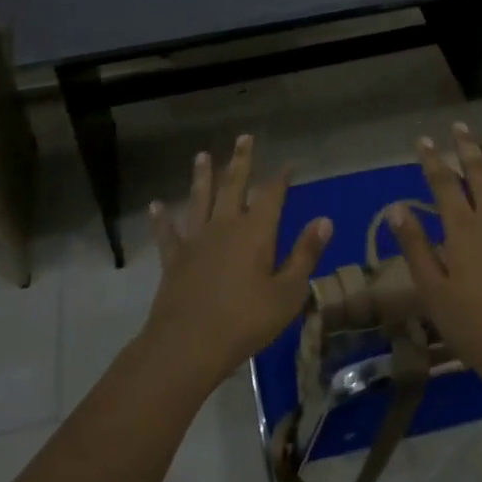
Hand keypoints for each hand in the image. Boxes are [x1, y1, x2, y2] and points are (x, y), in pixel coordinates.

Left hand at [140, 135, 330, 388]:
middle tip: (244, 137)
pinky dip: (162, 218)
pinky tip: (156, 205)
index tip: (288, 163)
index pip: (272, 195)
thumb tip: (325, 220)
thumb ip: (305, 254)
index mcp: (256, 232)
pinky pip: (168, 232)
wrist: (189, 344)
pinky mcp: (174, 258)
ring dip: (202, 176)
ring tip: (201, 156)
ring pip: (200, 199)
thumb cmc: (246, 321)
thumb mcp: (288, 293)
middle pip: (234, 185)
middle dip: (241, 160)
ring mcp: (196, 240)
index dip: (281, 178)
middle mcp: (225, 225)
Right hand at [386, 124, 481, 390]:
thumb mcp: (433, 291)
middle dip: (466, 147)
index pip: (443, 182)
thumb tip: (397, 208)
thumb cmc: (474, 325)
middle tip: (460, 126)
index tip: (423, 140)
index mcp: (462, 228)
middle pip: (478, 172)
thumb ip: (415, 246)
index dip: (432, 159)